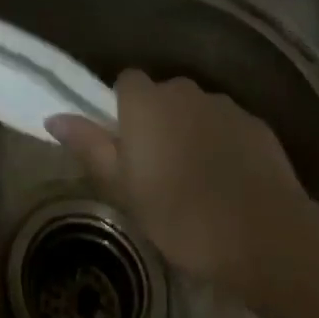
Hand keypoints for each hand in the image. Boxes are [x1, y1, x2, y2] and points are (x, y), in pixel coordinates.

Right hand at [48, 71, 307, 290]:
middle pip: (163, 95)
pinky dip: (225, 146)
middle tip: (160, 171)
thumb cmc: (181, 215)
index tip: (128, 146)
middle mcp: (182, 90)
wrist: (265, 235)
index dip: (124, 109)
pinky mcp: (257, 125)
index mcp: (146, 101)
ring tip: (199, 182)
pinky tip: (231, 186)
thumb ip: (89, 147)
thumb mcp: (124, 189)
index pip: (125, 81)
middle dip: (160, 122)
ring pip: (197, 111)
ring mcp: (223, 105)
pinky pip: (229, 128)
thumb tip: (53, 117)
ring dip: (193, 133)